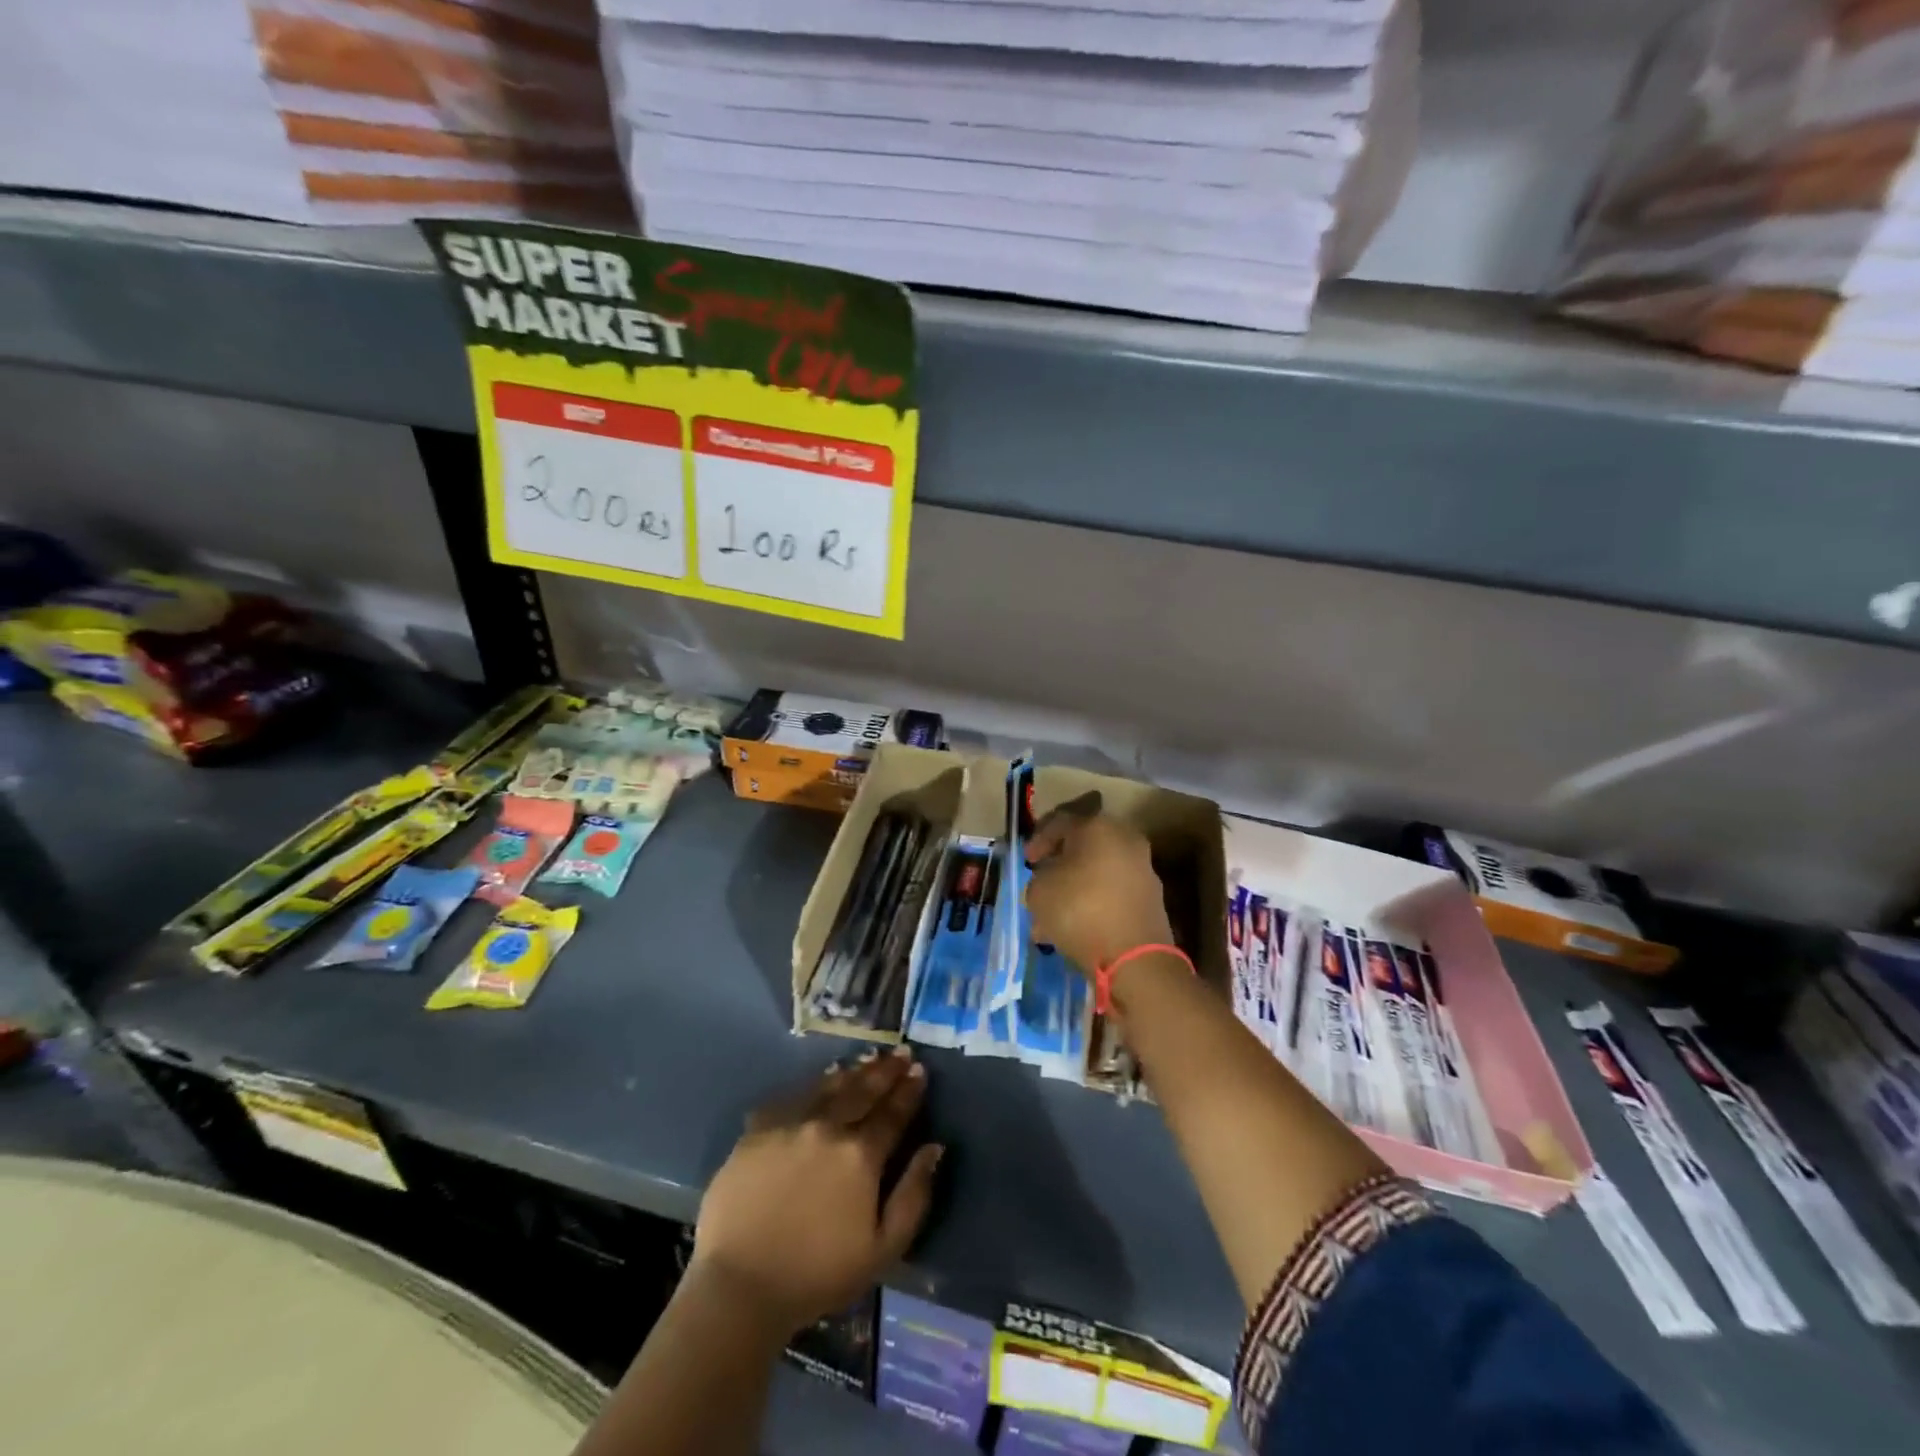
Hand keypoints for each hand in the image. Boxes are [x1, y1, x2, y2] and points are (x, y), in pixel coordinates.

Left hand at [691, 1049, 941, 1334]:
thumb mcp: (882, 1249)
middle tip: (900, 1052)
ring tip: (867, 1059)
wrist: (740, 1286)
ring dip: (851, 1071)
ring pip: (827, 1087)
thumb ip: (913, 1195)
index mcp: (861, 1155)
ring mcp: (790, 1124)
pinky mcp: (756, 1131)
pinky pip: (790, 1097)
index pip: (893, 1113)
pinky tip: (817, 1083)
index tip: (919, 1069)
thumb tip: (934, 1148)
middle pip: (862, 1090)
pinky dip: (810, 1086)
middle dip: (885, 1070)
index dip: (909, 1090)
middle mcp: (828, 1127)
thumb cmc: (817, 1275)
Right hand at [1025, 810, 1174, 973]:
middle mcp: (1125, 839)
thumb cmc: (1080, 911)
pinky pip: (1112, 891)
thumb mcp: (1039, 891)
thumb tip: (1048, 878)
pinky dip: (1093, 902)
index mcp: (1097, 826)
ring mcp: (1142, 868)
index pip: (1060, 821)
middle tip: (1042, 879)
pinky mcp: (1150, 897)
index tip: (1027, 860)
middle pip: (1083, 845)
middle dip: (1060, 863)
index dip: (1038, 839)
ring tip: (1053, 913)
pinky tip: (1075, 925)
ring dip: (1075, 886)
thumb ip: (1038, 877)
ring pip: (1098, 871)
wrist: (1135, 957)